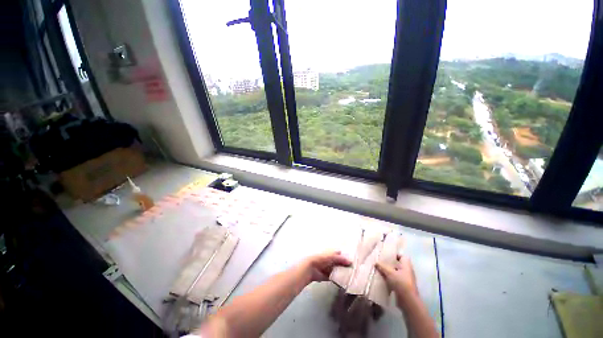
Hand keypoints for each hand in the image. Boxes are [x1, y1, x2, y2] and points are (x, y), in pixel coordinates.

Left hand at [302, 251, 351, 282]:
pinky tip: (346, 282)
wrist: (311, 268)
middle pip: (341, 262)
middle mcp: (331, 260)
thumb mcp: (332, 257)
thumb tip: (351, 261)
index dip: (347, 256)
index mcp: (331, 253)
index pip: (341, 254)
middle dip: (346, 265)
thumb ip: (341, 259)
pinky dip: (340, 279)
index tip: (355, 261)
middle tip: (356, 270)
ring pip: (339, 270)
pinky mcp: (328, 276)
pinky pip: (336, 278)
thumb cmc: (321, 259)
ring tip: (354, 276)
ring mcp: (330, 268)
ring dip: (344, 273)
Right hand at [375, 255, 418, 307]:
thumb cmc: (401, 283)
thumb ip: (382, 266)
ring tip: (379, 269)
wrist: (408, 301)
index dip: (395, 254)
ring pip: (395, 273)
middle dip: (389, 263)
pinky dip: (389, 279)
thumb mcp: (389, 273)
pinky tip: (382, 279)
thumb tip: (375, 262)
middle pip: (398, 264)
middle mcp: (407, 271)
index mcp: (406, 265)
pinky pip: (395, 280)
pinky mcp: (403, 287)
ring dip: (388, 272)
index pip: (402, 256)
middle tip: (380, 261)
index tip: (387, 254)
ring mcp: (406, 280)